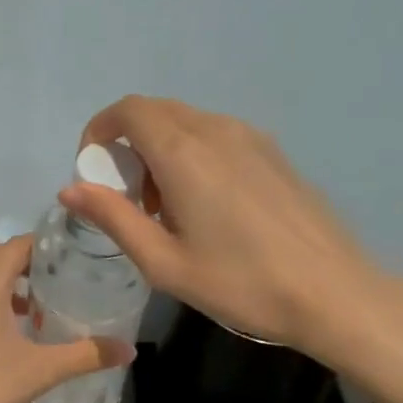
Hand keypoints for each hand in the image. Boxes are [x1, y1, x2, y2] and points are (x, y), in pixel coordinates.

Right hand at [58, 96, 402, 362]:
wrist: (332, 292)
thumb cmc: (240, 283)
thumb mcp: (164, 262)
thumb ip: (113, 218)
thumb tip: (70, 190)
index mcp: (184, 152)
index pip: (128, 110)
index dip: (99, 131)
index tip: (93, 171)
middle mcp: (216, 130)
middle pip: (156, 113)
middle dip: (129, 146)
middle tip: (129, 199)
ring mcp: (251, 137)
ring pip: (187, 124)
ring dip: (161, 152)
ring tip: (168, 210)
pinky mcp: (274, 153)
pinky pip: (217, 137)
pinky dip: (193, 156)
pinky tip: (208, 208)